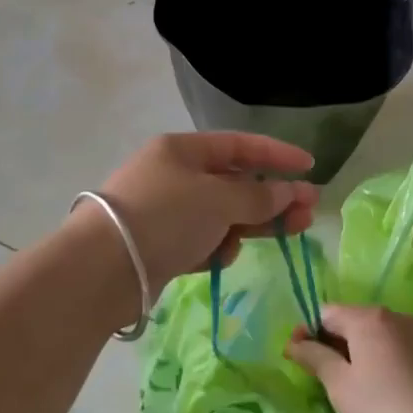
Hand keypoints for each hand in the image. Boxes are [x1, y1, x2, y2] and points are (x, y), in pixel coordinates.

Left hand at [86, 133, 320, 287]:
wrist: (102, 268)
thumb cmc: (164, 216)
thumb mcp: (217, 199)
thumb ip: (258, 196)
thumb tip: (289, 192)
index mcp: (182, 149)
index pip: (239, 145)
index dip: (277, 154)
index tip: (310, 166)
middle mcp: (174, 174)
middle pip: (234, 182)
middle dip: (272, 196)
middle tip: (308, 213)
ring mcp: (166, 210)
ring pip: (221, 214)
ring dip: (251, 223)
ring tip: (286, 235)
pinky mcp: (161, 244)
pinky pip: (202, 239)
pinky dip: (216, 246)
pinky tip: (221, 257)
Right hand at [285, 304, 412, 412]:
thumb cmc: (381, 409)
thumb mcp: (339, 385)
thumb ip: (314, 357)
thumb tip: (294, 342)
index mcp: (367, 318)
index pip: (326, 313)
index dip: (307, 332)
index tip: (297, 357)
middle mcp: (394, 316)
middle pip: (352, 321)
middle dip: (331, 342)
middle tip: (320, 375)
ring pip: (375, 335)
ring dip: (357, 352)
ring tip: (351, 384)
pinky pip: (396, 348)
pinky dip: (381, 360)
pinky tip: (381, 389)